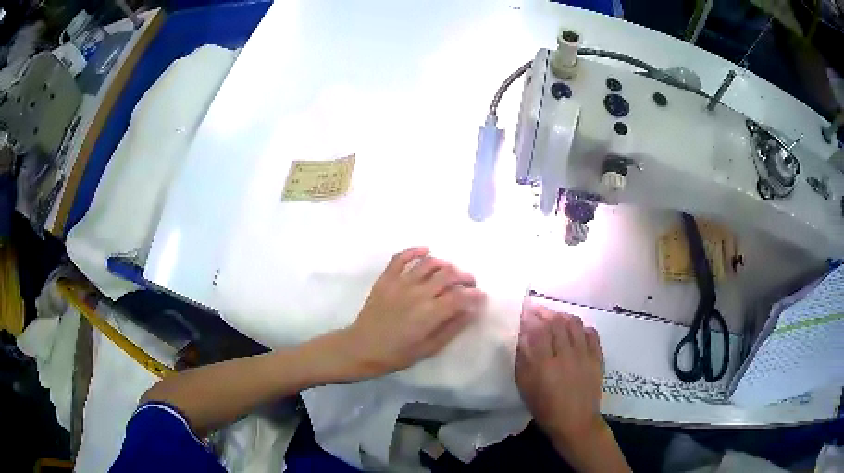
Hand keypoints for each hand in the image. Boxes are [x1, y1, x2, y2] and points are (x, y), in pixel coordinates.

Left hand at [341, 247, 485, 377]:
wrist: (362, 347)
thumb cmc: (397, 353)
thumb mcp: (429, 348)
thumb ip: (452, 328)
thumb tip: (472, 311)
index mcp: (430, 314)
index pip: (461, 296)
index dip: (475, 294)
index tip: (481, 296)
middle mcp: (418, 293)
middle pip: (449, 274)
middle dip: (465, 276)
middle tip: (469, 283)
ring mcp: (400, 283)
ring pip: (429, 263)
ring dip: (445, 264)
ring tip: (450, 271)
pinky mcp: (386, 278)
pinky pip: (401, 257)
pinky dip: (415, 251)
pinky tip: (426, 251)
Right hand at [516, 305, 606, 458]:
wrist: (575, 422)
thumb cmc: (545, 408)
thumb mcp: (525, 387)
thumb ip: (523, 360)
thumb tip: (521, 337)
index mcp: (544, 365)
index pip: (537, 330)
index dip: (530, 317)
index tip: (523, 312)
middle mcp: (565, 355)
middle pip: (556, 322)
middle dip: (544, 312)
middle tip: (536, 310)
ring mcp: (584, 355)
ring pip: (574, 323)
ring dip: (562, 316)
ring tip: (554, 317)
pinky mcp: (597, 357)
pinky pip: (591, 333)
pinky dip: (581, 327)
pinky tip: (575, 330)